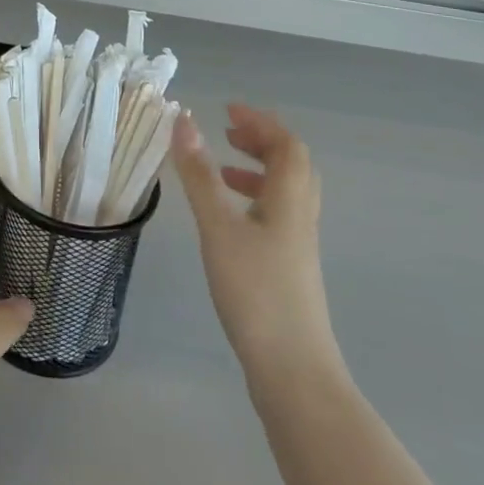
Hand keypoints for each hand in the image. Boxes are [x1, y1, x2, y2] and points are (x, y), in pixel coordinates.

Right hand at [172, 106, 341, 376]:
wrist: (295, 374)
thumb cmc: (256, 292)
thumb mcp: (218, 227)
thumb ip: (199, 174)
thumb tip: (183, 120)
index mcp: (290, 199)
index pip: (286, 144)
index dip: (260, 121)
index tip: (227, 109)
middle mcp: (301, 216)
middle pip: (292, 165)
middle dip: (260, 141)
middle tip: (227, 132)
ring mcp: (298, 246)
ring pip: (285, 193)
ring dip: (256, 171)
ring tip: (221, 171)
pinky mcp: (290, 270)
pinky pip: (277, 216)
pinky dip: (253, 201)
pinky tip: (228, 220)